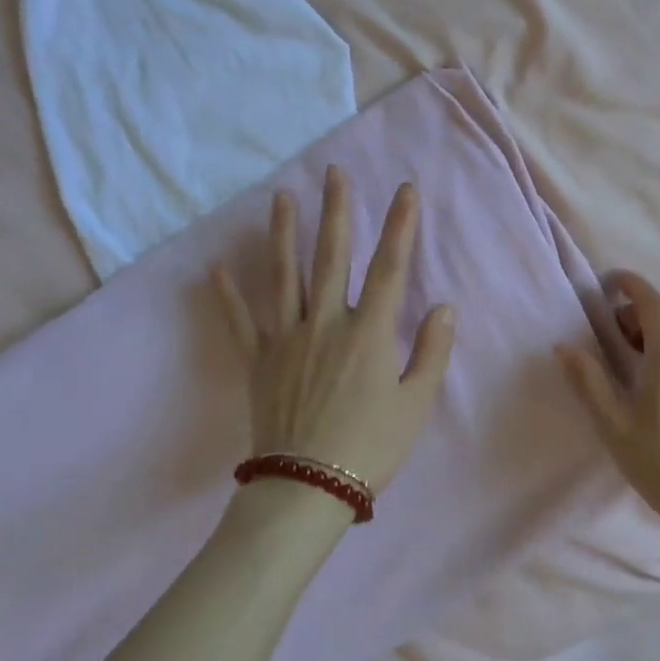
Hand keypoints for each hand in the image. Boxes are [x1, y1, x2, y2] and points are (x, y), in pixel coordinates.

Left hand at [213, 166, 454, 495]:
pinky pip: (240, 320)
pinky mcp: (258, 360)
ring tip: (282, 198)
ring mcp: (286, 338)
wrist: (307, 487)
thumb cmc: (370, 447)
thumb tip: (443, 306)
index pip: (389, 267)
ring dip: (284, 233)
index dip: (400, 226)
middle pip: (332, 256)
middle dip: (337, 211)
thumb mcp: (416, 404)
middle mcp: (326, 323)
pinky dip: (227, 294)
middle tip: (335, 173)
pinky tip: (216, 267)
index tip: (405, 190)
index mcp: (369, 332)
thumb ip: (431, 352)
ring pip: (284, 275)